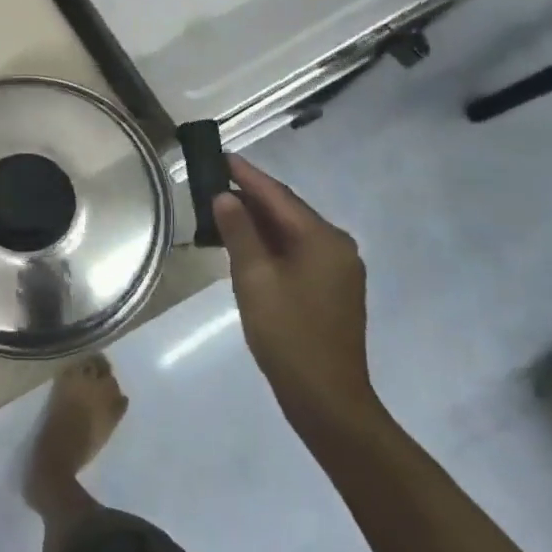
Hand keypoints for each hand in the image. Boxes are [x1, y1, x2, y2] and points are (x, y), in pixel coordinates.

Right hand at [209, 156, 380, 433]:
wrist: (325, 396)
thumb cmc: (287, 333)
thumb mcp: (254, 279)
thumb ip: (239, 233)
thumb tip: (225, 197)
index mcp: (322, 239)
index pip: (278, 196)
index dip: (247, 176)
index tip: (221, 156)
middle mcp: (337, 247)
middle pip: (288, 211)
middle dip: (251, 196)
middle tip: (214, 181)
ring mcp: (338, 269)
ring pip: (292, 233)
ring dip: (259, 221)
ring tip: (222, 210)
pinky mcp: (331, 289)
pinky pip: (297, 253)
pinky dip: (270, 244)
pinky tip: (246, 245)